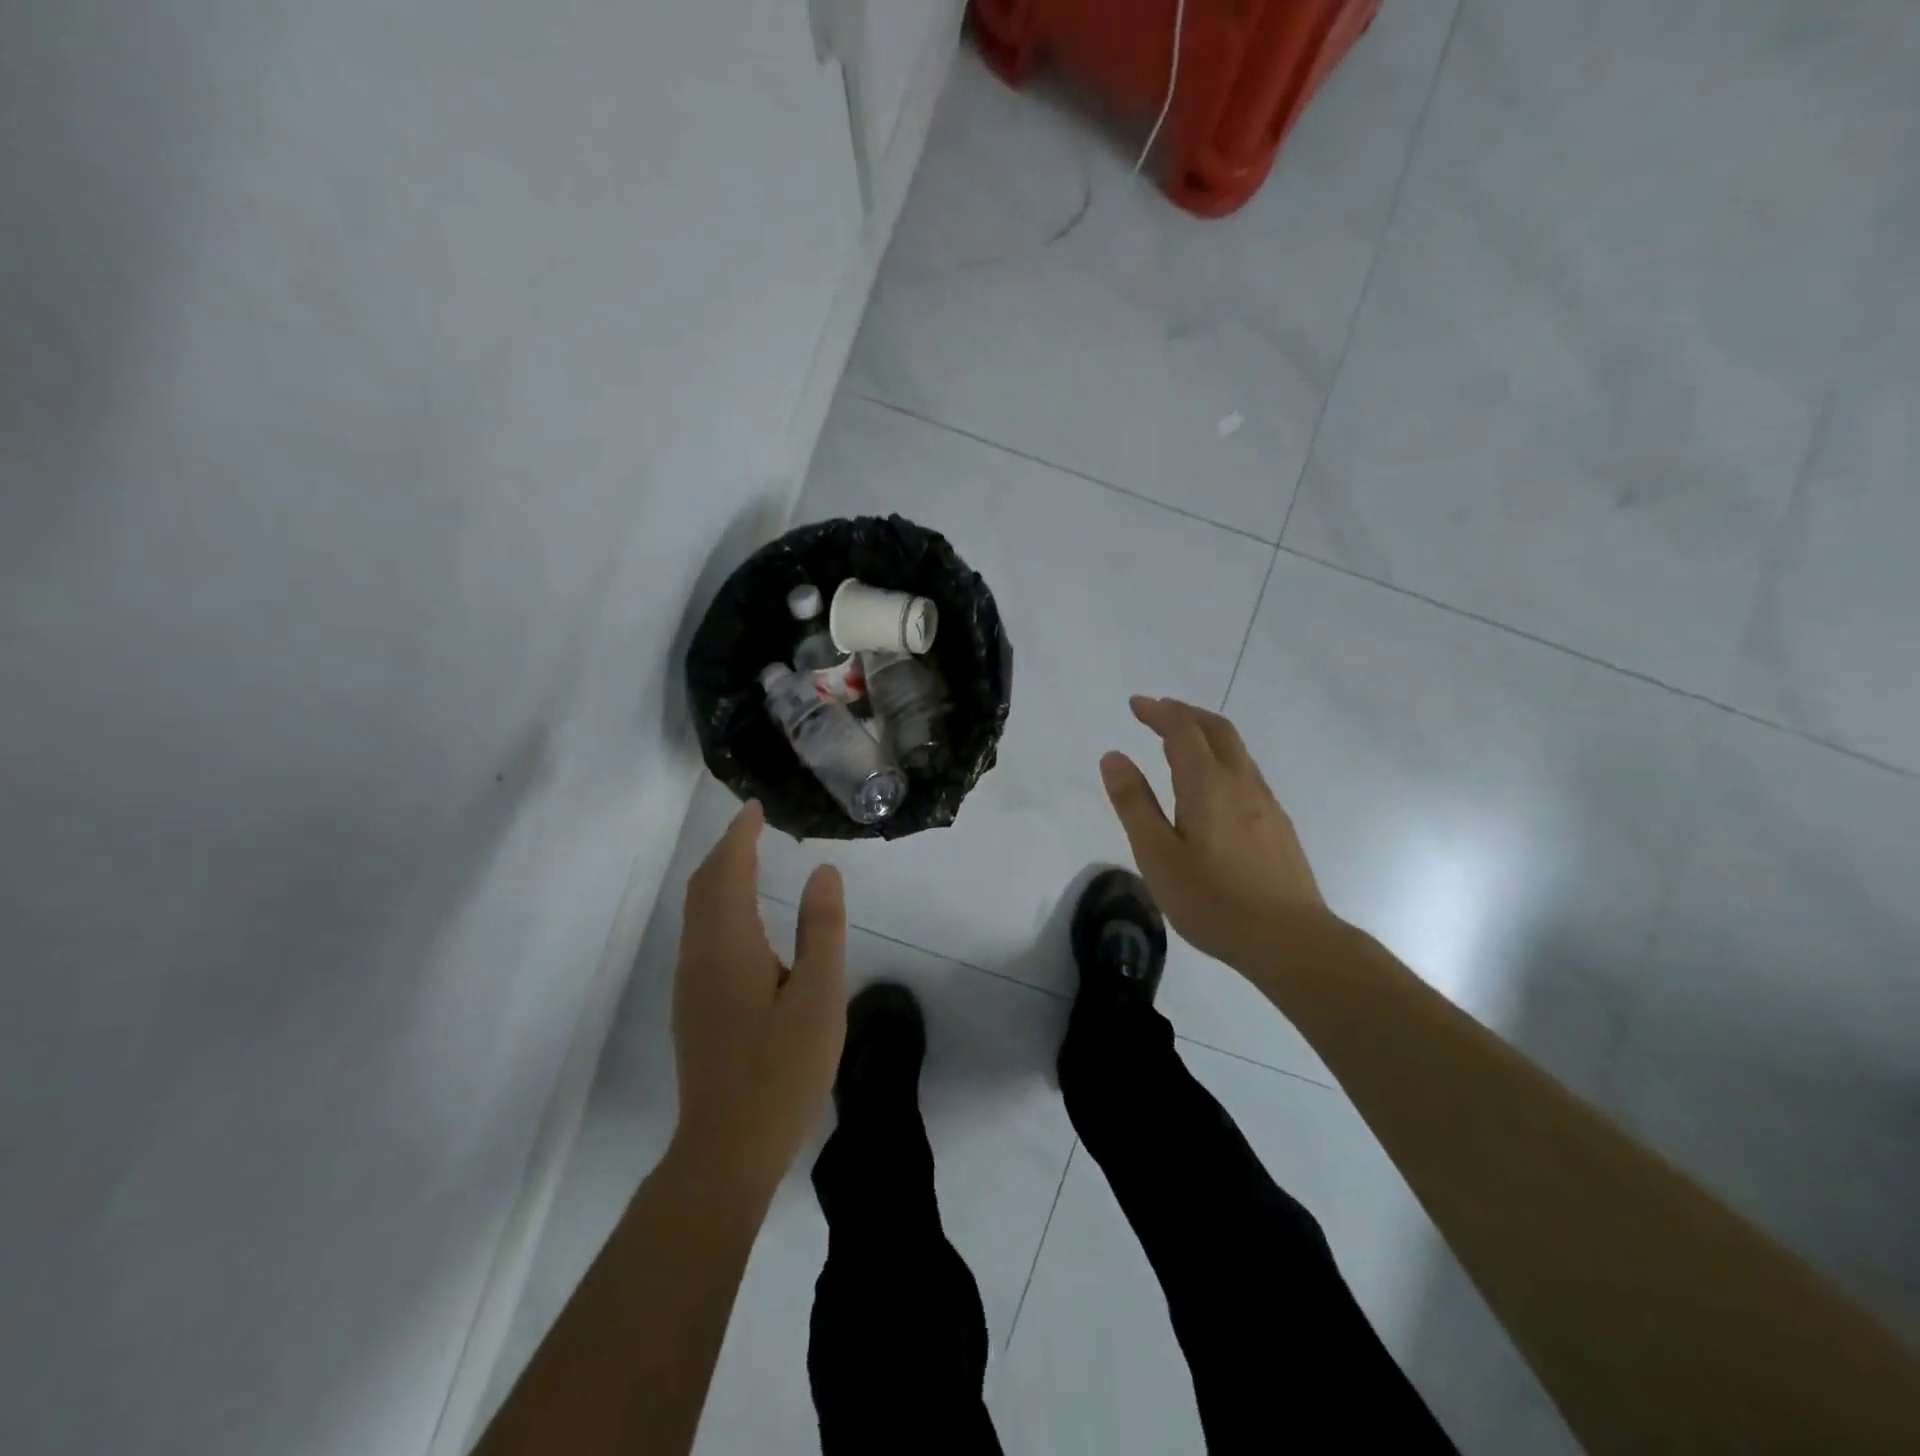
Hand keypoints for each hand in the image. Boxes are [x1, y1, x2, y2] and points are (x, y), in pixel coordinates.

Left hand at [669, 801, 846, 1197]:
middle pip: (703, 887)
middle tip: (754, 827)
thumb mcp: (819, 995)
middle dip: (725, 851)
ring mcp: (691, 984)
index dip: (740, 836)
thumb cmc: (781, 1070)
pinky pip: (700, 934)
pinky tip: (742, 920)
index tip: (756, 809)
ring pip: (696, 912)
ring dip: (718, 877)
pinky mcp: (693, 1007)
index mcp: (729, 946)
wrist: (727, 1149)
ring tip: (749, 860)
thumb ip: (822, 929)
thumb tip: (823, 872)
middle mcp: (700, 956)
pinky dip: (717, 906)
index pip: (727, 872)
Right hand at [1100, 696, 1329, 974]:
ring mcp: (1266, 802)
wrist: (1290, 939)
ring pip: (1237, 750)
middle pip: (1217, 729)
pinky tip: (1213, 785)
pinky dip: (1222, 758)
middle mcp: (1241, 782)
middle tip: (1158, 711)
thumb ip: (1134, 804)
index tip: (1136, 704)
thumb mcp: (1157, 855)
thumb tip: (1113, 757)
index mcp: (1207, 784)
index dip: (1158, 711)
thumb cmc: (1213, 900)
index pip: (1182, 729)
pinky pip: (1247, 772)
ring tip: (1182, 741)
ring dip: (1207, 733)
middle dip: (1186, 713)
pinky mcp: (1278, 825)